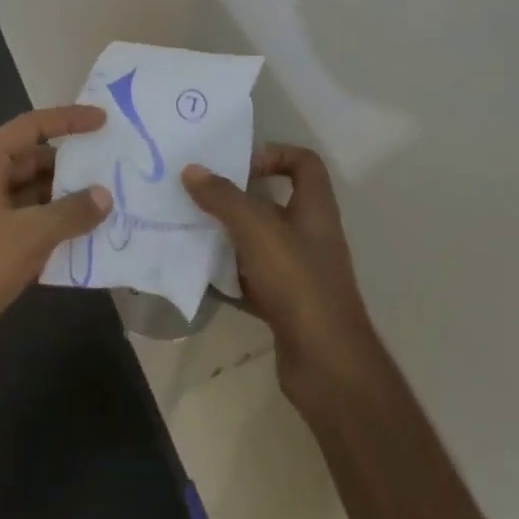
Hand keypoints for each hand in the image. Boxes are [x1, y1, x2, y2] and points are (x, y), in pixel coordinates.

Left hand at [0, 105, 112, 369]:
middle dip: (70, 164)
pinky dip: (55, 225)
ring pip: (33, 194)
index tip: (102, 120)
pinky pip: (30, 224)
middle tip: (110, 167)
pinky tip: (86, 236)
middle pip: (32, 159)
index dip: (67, 120)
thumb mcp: (31, 232)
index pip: (30, 126)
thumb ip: (72, 211)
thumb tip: (104, 196)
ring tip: (107, 201)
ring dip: (65, 198)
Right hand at [182, 144, 378, 405]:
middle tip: (201, 194)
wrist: (326, 364)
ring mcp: (300, 271)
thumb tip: (191, 169)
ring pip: (260, 241)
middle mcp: (310, 234)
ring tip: (193, 229)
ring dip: (229, 235)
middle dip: (238, 197)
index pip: (304, 162)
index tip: (240, 166)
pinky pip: (253, 277)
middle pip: (274, 201)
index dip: (275, 154)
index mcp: (314, 208)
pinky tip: (202, 273)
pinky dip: (230, 274)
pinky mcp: (286, 303)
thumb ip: (223, 198)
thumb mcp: (256, 230)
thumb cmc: (298, 282)